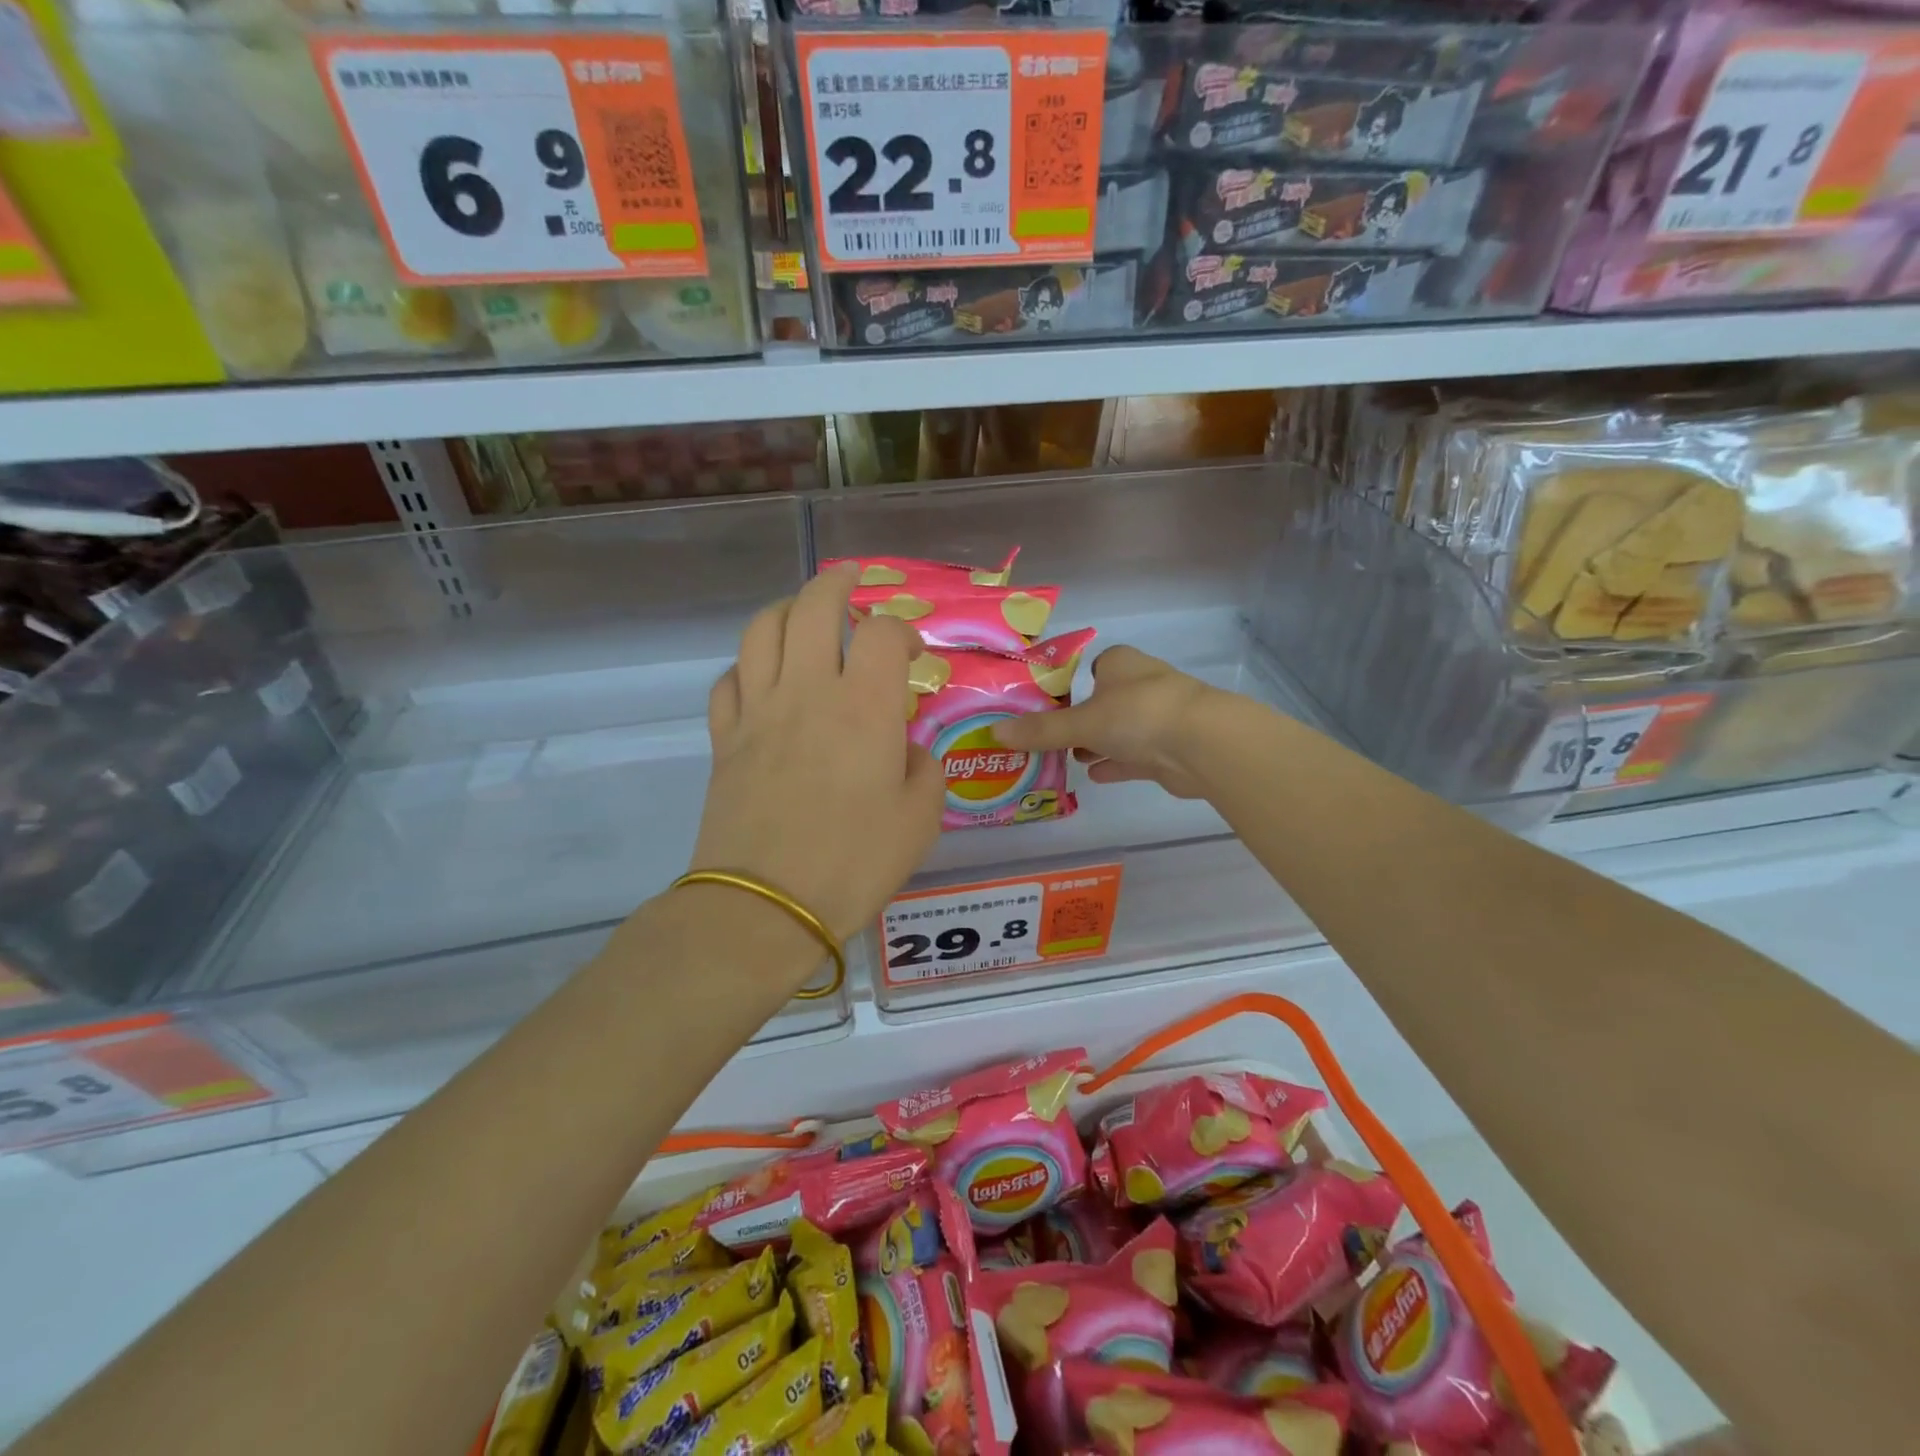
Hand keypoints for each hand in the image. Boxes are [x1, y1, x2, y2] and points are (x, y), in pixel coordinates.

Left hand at [691, 562, 943, 944]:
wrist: (766, 906)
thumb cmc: (854, 863)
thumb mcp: (919, 821)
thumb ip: (924, 771)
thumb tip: (908, 752)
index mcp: (864, 706)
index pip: (884, 633)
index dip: (904, 629)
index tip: (913, 652)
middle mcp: (808, 691)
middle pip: (814, 606)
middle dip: (838, 583)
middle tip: (853, 582)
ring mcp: (758, 711)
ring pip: (761, 630)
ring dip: (786, 609)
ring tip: (803, 614)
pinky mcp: (724, 739)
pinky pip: (728, 681)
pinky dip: (746, 666)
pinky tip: (761, 678)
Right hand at [990, 645, 1222, 799]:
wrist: (1204, 745)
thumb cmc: (1138, 715)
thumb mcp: (1081, 722)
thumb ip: (1040, 731)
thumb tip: (994, 732)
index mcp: (1120, 664)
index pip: (1088, 669)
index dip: (1066, 687)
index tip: (1042, 708)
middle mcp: (1140, 685)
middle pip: (1101, 702)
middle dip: (1078, 721)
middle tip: (1045, 739)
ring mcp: (1158, 717)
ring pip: (1118, 731)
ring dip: (1095, 744)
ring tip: (1064, 759)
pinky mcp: (1168, 749)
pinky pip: (1133, 756)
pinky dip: (1114, 764)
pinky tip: (1091, 776)